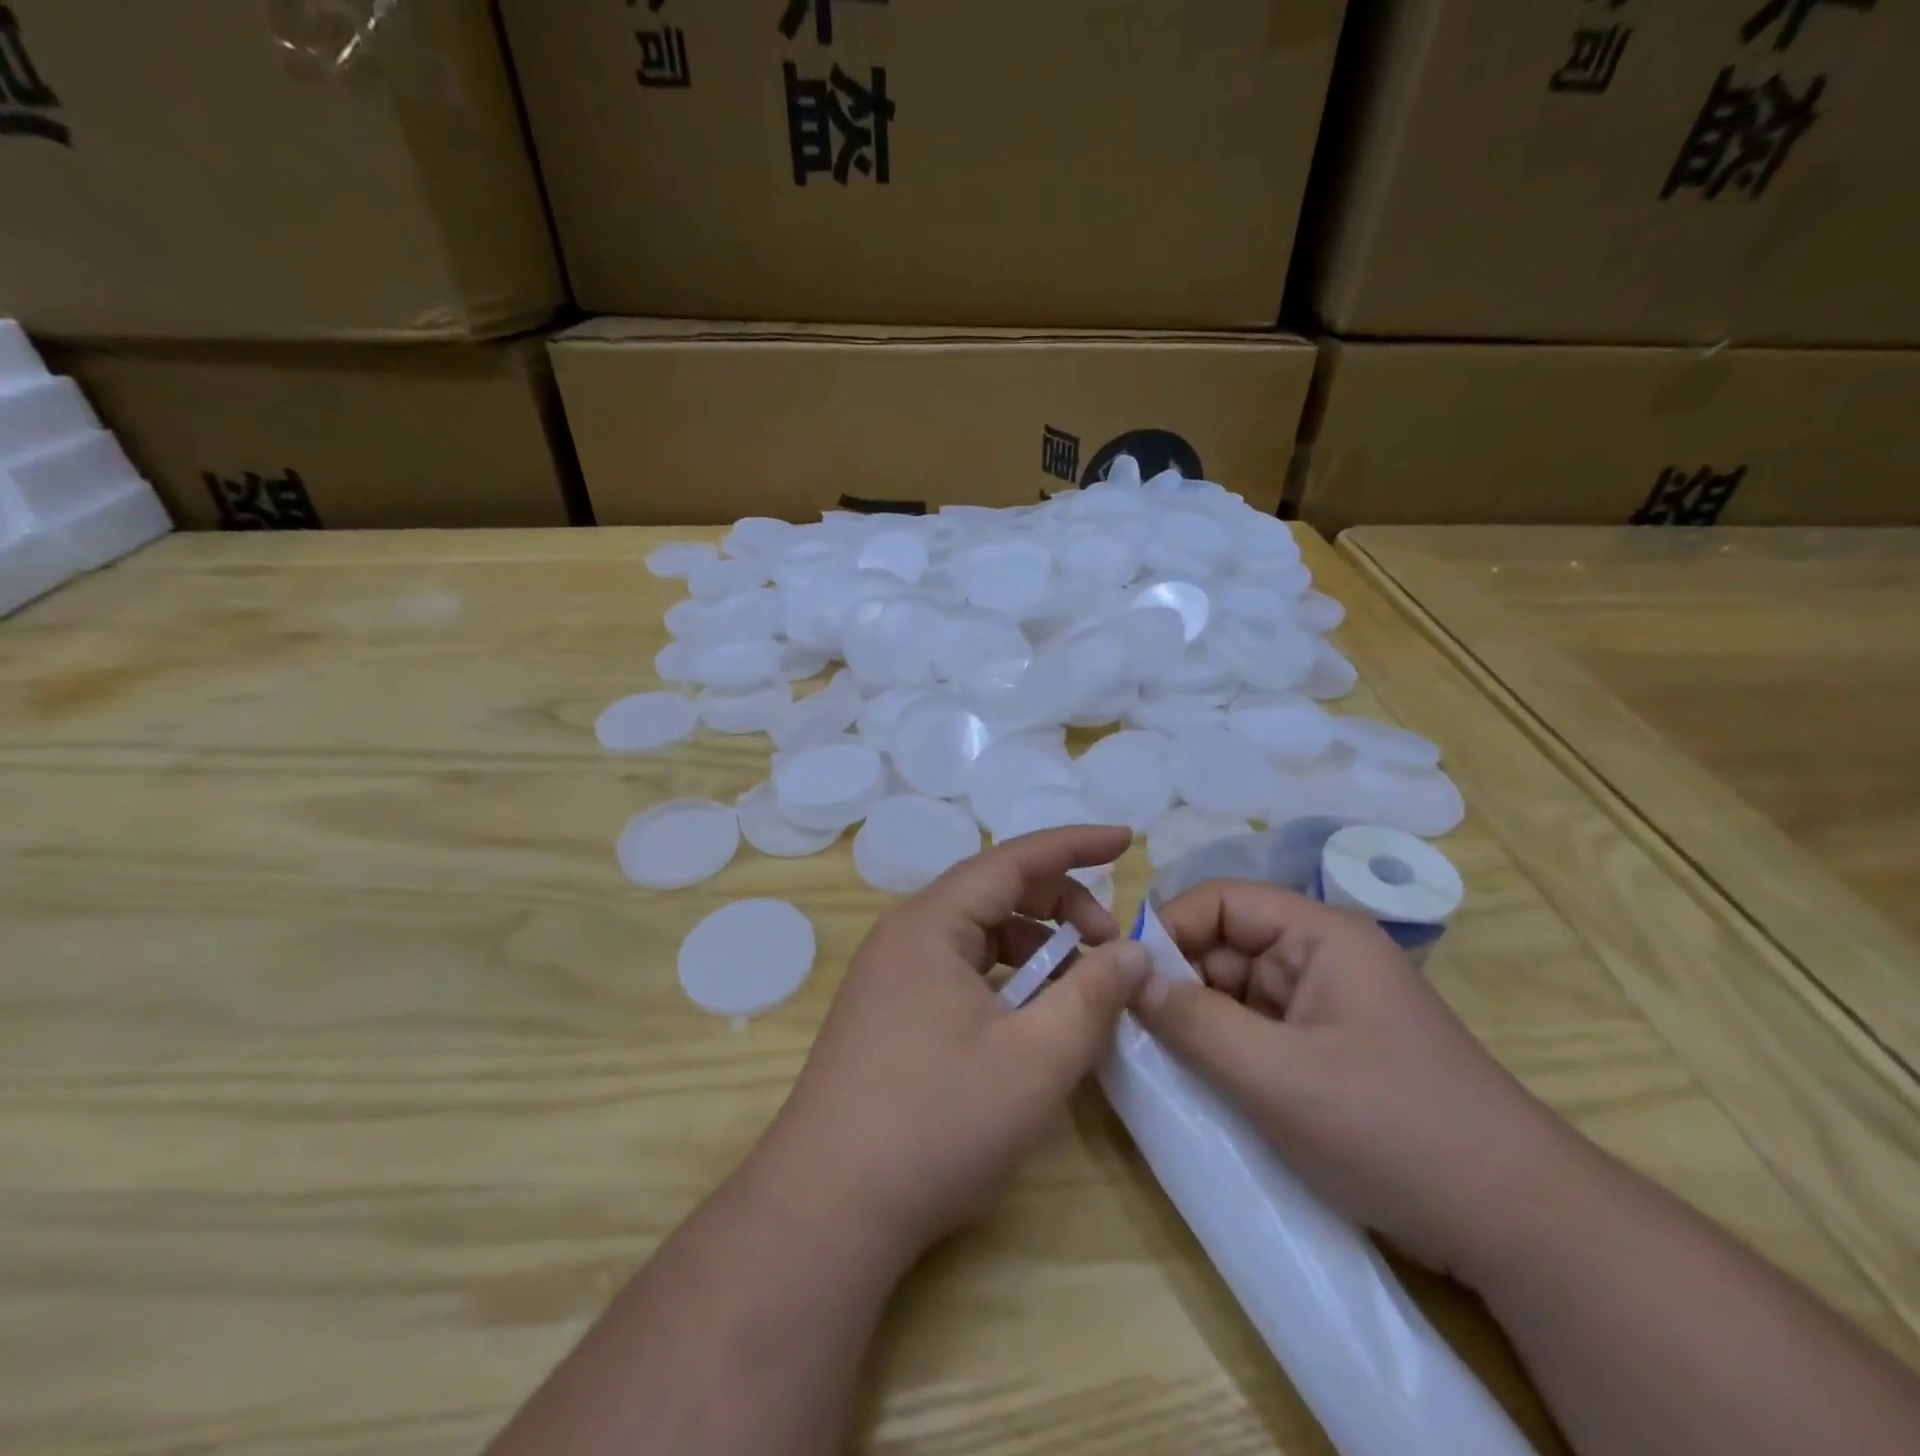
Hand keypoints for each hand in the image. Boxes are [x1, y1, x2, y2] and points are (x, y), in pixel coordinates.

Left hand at [751, 825, 1151, 1265]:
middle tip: (1111, 946)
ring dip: (1034, 946)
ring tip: (1078, 986)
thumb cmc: (936, 1124)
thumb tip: (1135, 953)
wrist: (827, 1210)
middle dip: (1060, 905)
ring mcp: (890, 975)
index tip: (1125, 840)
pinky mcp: (888, 1012)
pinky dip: (1005, 977)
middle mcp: (905, 935)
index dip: (1074, 844)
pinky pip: (958, 969)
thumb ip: (1093, 997)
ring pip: (976, 934)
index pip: (1012, 859)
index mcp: (930, 923)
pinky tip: (1030, 1016)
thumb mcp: (1035, 1060)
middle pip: (994, 892)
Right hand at [1134, 881, 1576, 1281]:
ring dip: (1197, 1021)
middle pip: (1224, 945)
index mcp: (1319, 935)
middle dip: (1177, 981)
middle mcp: (1320, 958)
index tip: (1124, 978)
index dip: (1168, 929)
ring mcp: (1324, 1007)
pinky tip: (1199, 1083)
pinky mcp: (1326, 1052)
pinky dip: (1223, 1050)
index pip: (1221, 901)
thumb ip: (1192, 1021)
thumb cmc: (1392, 1127)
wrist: (1518, 1226)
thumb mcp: (1276, 1076)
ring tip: (1159, 1061)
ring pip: (1235, 992)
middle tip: (1132, 1028)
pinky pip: (1255, 1031)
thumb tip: (1125, 975)